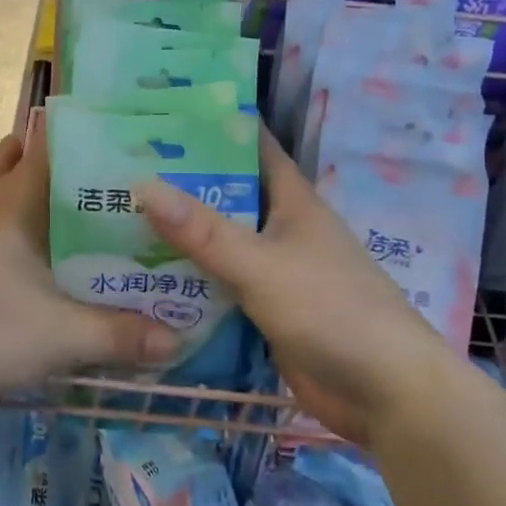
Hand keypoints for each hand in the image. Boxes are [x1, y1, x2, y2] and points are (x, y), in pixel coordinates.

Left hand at [0, 125, 178, 406]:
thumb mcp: (64, 336)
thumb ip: (122, 335)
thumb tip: (180, 338)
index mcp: (18, 209)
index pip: (51, 154)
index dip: (76, 135)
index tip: (105, 124)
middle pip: (16, 166)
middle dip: (44, 151)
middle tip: (78, 146)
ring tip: (15, 143)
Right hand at [136, 128, 449, 445]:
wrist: (384, 392)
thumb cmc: (331, 310)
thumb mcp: (262, 265)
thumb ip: (203, 231)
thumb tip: (142, 185)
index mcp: (292, 201)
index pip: (253, 148)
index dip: (215, 127)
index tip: (164, 114)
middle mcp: (282, 229)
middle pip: (228, 195)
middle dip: (182, 182)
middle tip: (123, 166)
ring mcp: (274, 271)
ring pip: (220, 242)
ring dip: (181, 233)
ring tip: (121, 214)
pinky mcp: (265, 310)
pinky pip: (220, 285)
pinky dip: (190, 278)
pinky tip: (146, 274)